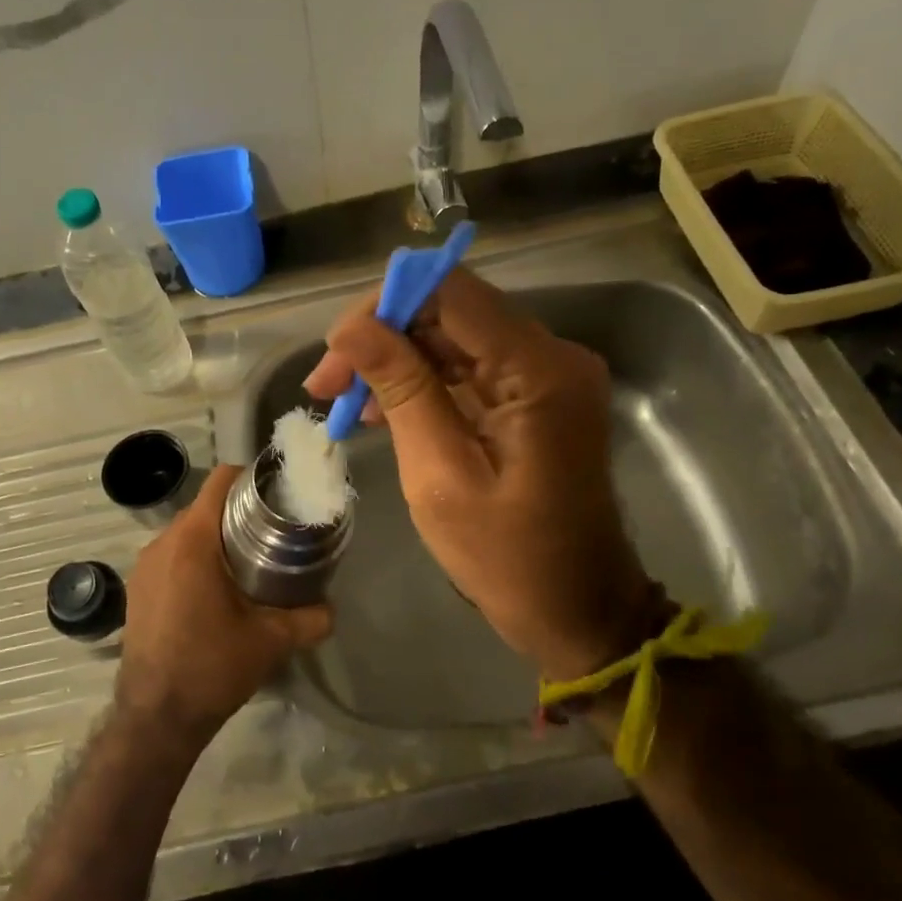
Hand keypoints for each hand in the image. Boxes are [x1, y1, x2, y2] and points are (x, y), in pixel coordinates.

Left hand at [115, 464, 331, 747]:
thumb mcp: (271, 641)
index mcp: (193, 541)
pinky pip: (170, 556)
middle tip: (272, 531)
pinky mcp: (136, 589)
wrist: (156, 718)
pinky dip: (193, 559)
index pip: (220, 481)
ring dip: (215, 537)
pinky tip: (214, 589)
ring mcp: (144, 566)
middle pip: (204, 506)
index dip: (250, 478)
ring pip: (185, 532)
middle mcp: (162, 543)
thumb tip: (331, 609)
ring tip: (246, 560)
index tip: (276, 493)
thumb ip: (310, 618)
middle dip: (237, 512)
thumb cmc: (212, 667)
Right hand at [304, 269, 669, 681]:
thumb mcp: (441, 474)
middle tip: (327, 386)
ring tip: (344, 403)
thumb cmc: (506, 556)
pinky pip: (470, 368)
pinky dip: (423, 382)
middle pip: (450, 310)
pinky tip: (381, 412)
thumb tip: (350, 329)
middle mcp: (552, 354)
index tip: (336, 354)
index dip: (383, 307)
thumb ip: (402, 390)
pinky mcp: (536, 396)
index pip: (450, 292)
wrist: (574, 608)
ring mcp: (547, 374)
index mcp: (539, 369)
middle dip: (382, 338)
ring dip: (396, 361)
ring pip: (454, 337)